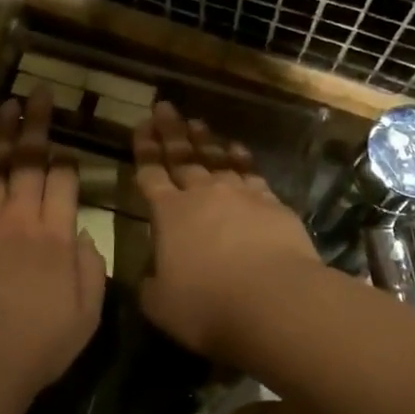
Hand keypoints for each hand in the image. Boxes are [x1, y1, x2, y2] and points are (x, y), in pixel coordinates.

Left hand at [0, 88, 105, 397]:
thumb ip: (90, 267)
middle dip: (36, 124)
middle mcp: (21, 219)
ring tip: (6, 106)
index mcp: (57, 236)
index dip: (65, 160)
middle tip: (38, 93)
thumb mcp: (87, 313)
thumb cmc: (41, 344)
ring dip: (1, 135)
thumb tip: (82, 232)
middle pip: (31, 162)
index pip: (64, 182)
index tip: (65, 146)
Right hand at [134, 103, 320, 359]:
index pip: (151, 174)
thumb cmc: (208, 306)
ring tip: (197, 123)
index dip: (144, 150)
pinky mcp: (272, 203)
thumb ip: (151, 287)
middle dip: (171, 132)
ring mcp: (240, 195)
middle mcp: (203, 195)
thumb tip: (149, 278)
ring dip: (205, 141)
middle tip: (164, 107)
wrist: (274, 300)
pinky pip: (251, 173)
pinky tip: (238, 150)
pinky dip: (242, 159)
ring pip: (218, 160)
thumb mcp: (161, 306)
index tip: (140, 126)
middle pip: (183, 157)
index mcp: (169, 215)